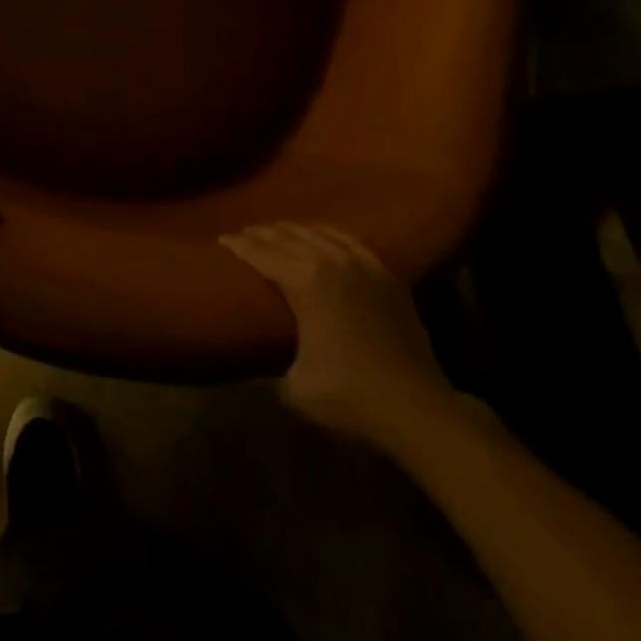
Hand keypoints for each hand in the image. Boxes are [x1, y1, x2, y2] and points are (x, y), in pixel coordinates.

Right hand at [221, 222, 456, 448]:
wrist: (418, 409)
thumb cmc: (351, 397)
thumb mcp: (295, 387)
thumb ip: (270, 365)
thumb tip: (255, 358)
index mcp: (304, 280)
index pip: (261, 252)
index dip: (238, 245)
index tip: (222, 239)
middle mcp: (330, 261)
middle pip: (287, 236)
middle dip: (262, 233)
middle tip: (244, 235)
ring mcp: (362, 264)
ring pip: (317, 232)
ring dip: (292, 230)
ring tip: (277, 232)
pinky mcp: (386, 274)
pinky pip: (349, 240)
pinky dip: (328, 233)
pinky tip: (321, 236)